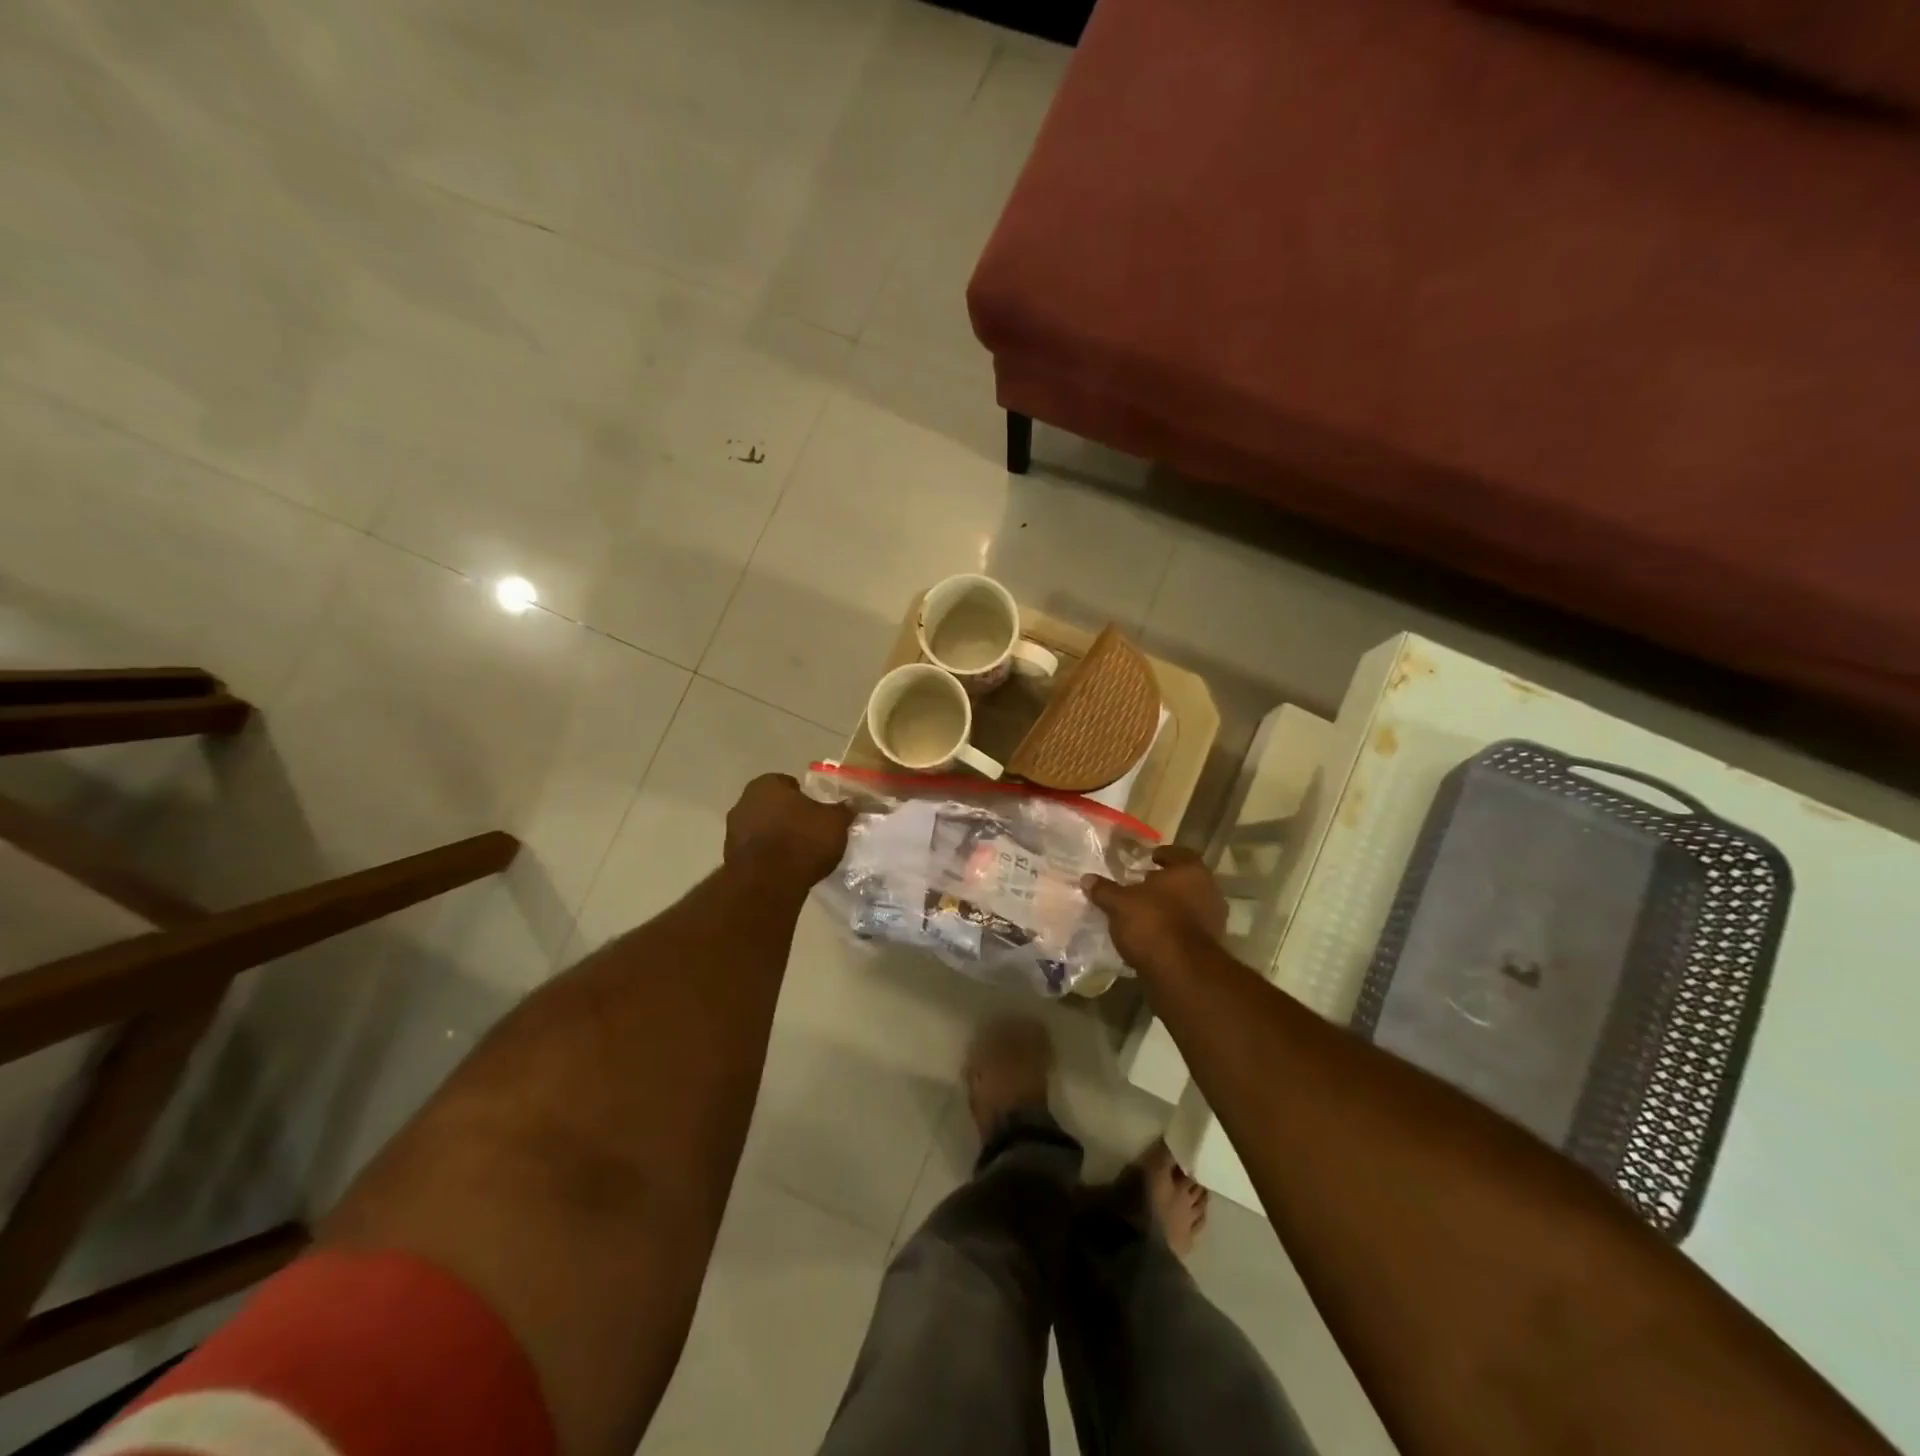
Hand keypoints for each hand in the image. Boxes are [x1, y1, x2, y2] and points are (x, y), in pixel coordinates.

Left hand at [724, 773, 854, 887]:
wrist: (768, 883)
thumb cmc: (803, 841)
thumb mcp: (835, 823)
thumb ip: (844, 810)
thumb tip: (853, 803)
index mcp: (767, 784)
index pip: (787, 783)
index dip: (804, 797)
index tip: (817, 812)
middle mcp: (744, 801)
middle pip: (772, 805)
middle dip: (787, 815)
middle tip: (809, 831)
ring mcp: (733, 830)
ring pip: (761, 827)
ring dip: (775, 836)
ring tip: (798, 853)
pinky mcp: (730, 857)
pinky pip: (755, 850)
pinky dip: (767, 856)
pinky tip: (784, 868)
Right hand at [1084, 845, 1227, 971]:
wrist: (1181, 971)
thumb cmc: (1152, 923)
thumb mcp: (1119, 904)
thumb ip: (1104, 890)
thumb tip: (1087, 879)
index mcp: (1191, 871)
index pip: (1179, 854)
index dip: (1163, 855)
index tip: (1149, 859)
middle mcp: (1209, 890)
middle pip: (1185, 880)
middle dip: (1165, 883)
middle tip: (1142, 885)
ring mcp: (1213, 919)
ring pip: (1189, 905)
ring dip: (1170, 906)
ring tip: (1144, 911)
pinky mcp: (1210, 945)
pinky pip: (1188, 928)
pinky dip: (1173, 927)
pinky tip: (1153, 933)